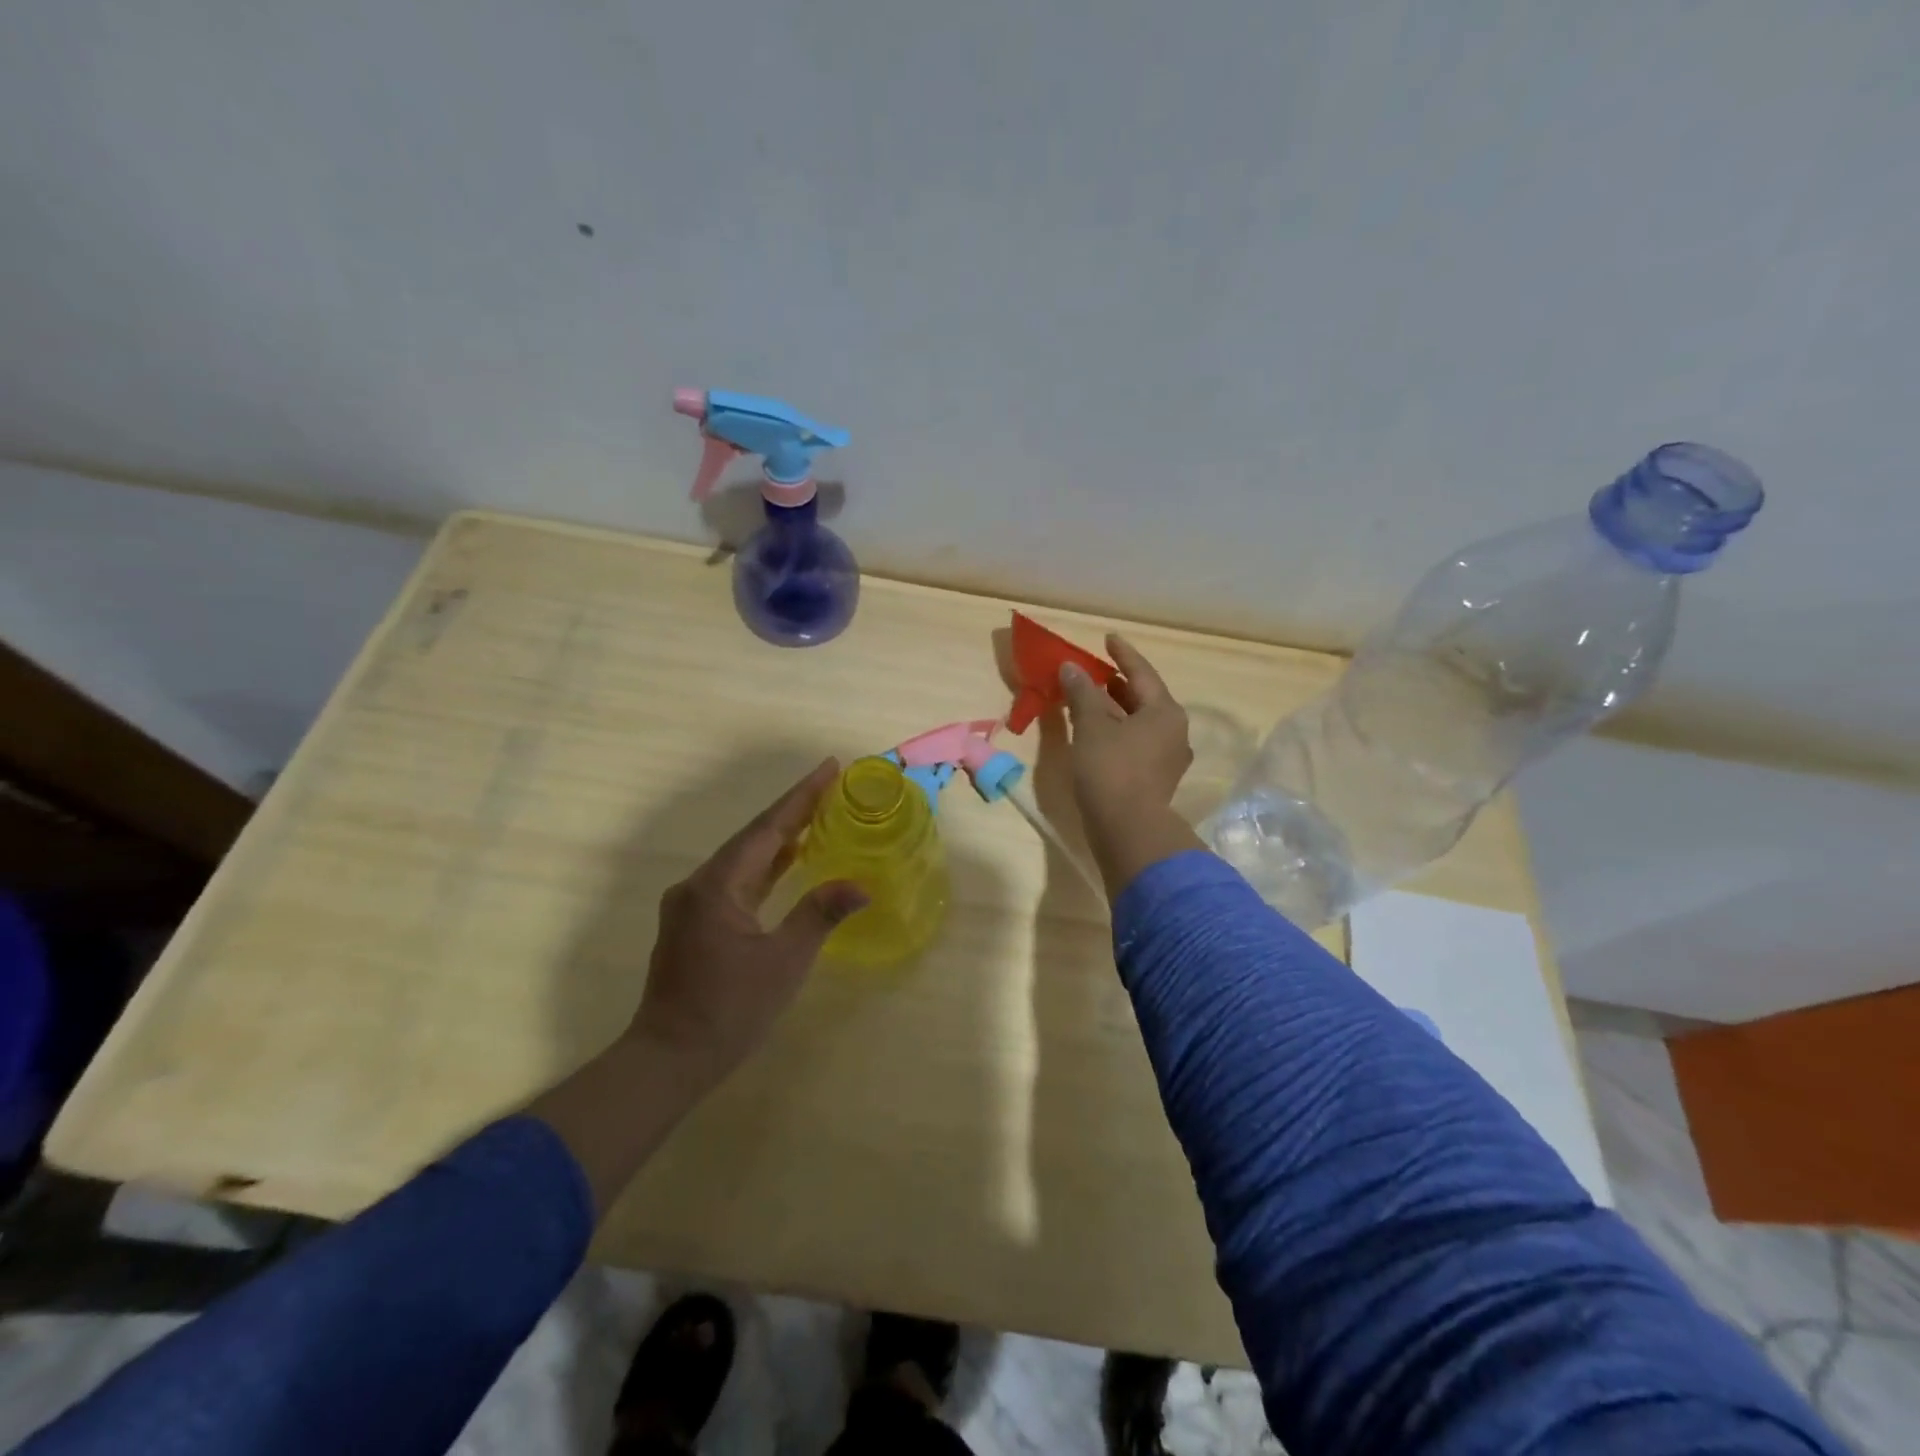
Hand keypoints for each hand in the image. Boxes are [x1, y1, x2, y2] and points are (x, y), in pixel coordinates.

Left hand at [629, 758, 867, 1091]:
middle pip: (754, 836)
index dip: (801, 797)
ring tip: (819, 815)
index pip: (767, 829)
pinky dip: (766, 866)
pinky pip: (737, 879)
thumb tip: (860, 886)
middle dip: (794, 810)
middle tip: (832, 785)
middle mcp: (699, 884)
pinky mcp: (695, 921)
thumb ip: (818, 915)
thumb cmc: (729, 1012)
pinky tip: (789, 860)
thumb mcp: (783, 963)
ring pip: (744, 858)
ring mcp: (693, 902)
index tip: (829, 768)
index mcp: (717, 886)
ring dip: (780, 837)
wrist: (668, 1059)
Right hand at [1058, 635, 1203, 896]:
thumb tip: (1071, 667)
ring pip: (1140, 723)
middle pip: (1144, 698)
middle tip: (1094, 671)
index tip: (1107, 638)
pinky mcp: (1156, 780)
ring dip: (1116, 710)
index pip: (1142, 672)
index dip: (1122, 654)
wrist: (1128, 831)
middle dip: (1117, 684)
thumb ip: (1082, 693)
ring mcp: (1168, 759)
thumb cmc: (1111, 770)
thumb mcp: (1092, 726)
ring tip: (1090, 700)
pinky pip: (1136, 743)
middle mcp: (1174, 732)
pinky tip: (1098, 734)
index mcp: (1165, 712)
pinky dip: (1117, 732)